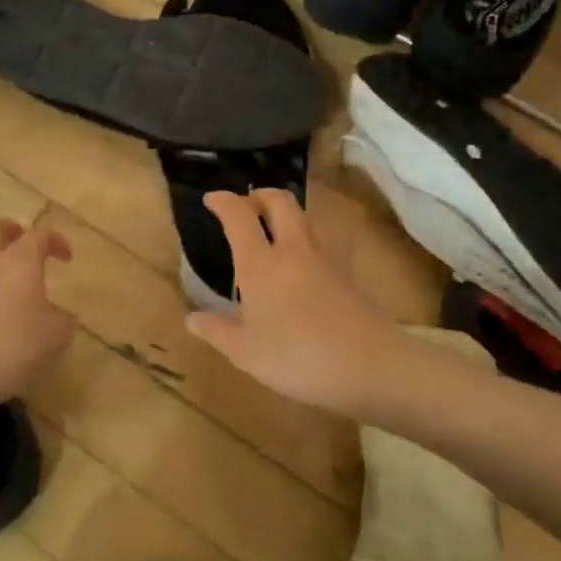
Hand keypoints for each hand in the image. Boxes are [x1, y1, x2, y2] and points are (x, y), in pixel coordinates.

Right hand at [184, 189, 416, 416]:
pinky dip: (308, 237)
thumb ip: (216, 331)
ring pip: (306, 217)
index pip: (239, 216)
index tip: (211, 199)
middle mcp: (293, 250)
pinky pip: (324, 240)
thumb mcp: (245, 352)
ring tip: (275, 229)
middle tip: (247, 205)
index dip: (223, 201)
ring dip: (287, 213)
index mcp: (260, 264)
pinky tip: (305, 260)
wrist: (369, 365)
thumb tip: (191, 318)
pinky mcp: (348, 274)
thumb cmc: (296, 357)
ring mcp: (326, 259)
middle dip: (260, 195)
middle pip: (280, 202)